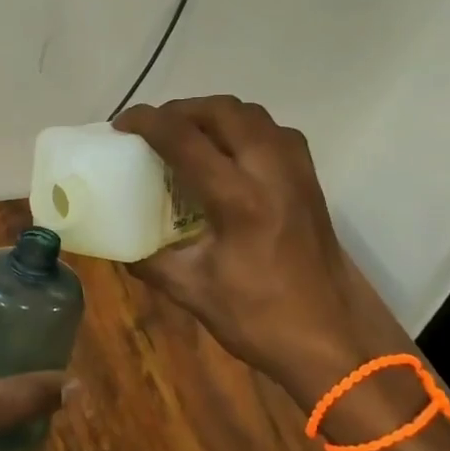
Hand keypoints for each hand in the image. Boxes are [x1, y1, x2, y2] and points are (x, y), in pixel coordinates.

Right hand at [115, 96, 398, 398]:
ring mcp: (297, 174)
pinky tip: (227, 155)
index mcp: (240, 200)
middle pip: (224, 111)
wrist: (334, 341)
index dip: (148, 122)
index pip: (186, 139)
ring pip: (253, 115)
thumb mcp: (191, 291)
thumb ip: (148, 260)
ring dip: (214, 114)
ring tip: (187, 135)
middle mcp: (272, 173)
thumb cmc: (261, 319)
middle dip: (181, 109)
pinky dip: (244, 128)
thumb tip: (115, 242)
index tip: (122, 125)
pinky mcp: (311, 182)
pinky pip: (274, 132)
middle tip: (153, 128)